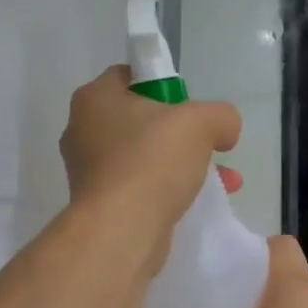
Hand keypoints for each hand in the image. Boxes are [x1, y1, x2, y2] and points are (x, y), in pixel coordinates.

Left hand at [61, 66, 240, 259]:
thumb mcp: (201, 122)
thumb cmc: (152, 162)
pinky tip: (199, 203)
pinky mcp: (99, 205)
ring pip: (144, 158)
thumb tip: (224, 130)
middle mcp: (82, 131)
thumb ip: (220, 115)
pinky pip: (139, 189)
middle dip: (183, 135)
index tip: (191, 109)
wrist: (121, 231)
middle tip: (210, 147)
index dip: (166, 87)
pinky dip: (167, 192)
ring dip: (183, 167)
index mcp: (94, 98)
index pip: (130, 76)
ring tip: (224, 182)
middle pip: (141, 121)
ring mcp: (88, 171)